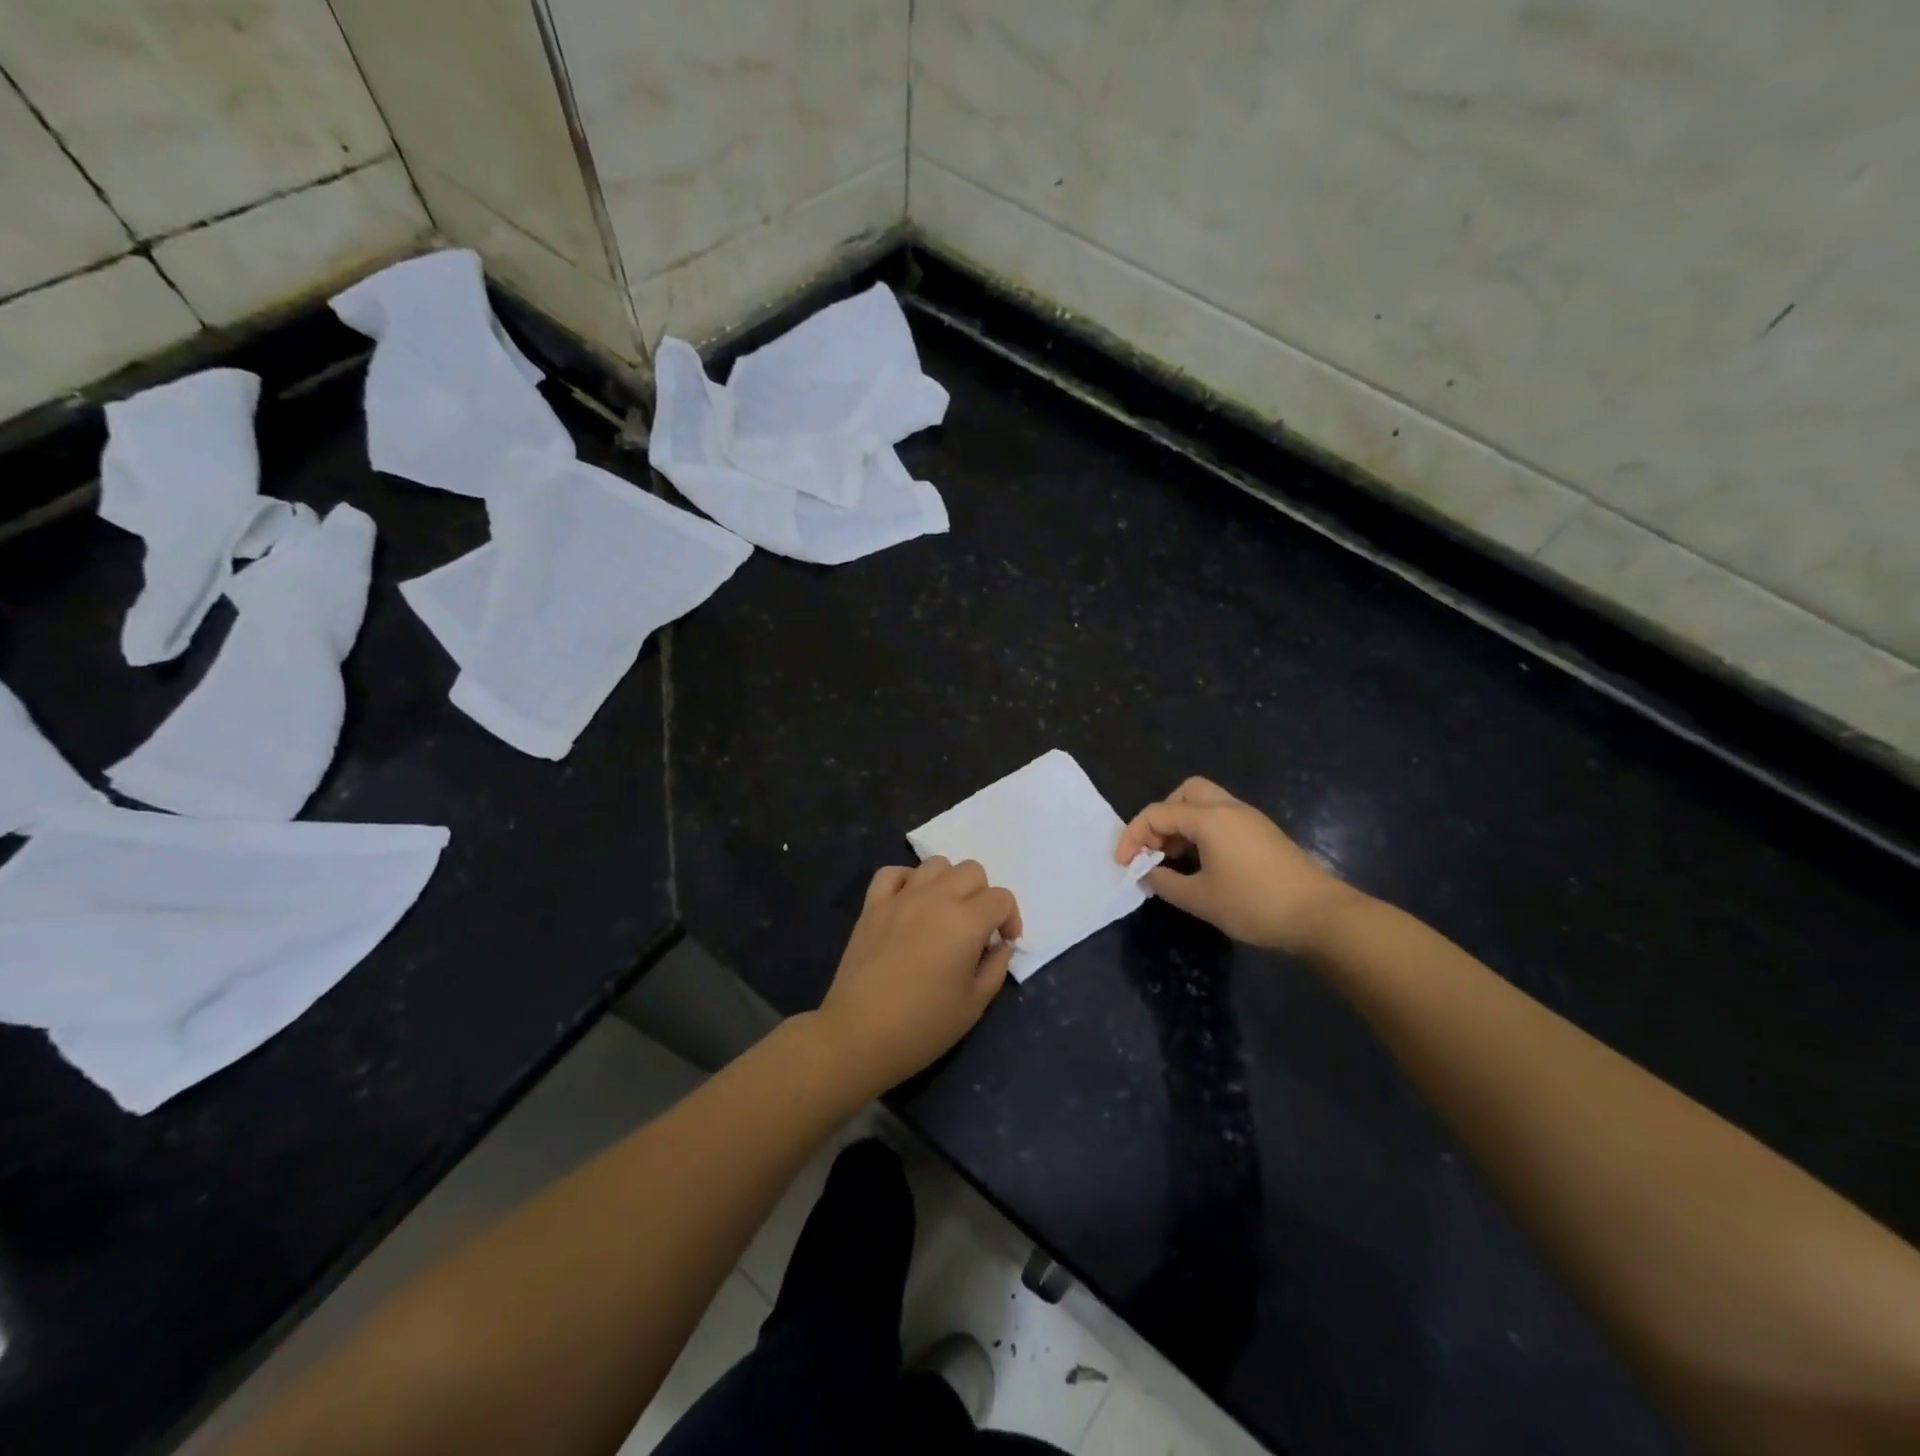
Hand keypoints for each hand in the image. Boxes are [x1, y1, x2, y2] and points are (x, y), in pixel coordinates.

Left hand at [815, 858, 1022, 1095]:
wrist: (858, 1035)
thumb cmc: (923, 1026)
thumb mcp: (974, 1005)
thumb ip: (996, 967)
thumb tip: (1001, 945)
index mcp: (965, 922)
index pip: (1001, 898)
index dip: (1010, 918)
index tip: (1004, 943)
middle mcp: (935, 899)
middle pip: (971, 871)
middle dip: (983, 895)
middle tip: (976, 929)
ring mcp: (900, 898)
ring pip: (935, 864)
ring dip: (948, 883)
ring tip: (944, 913)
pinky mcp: (872, 905)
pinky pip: (892, 873)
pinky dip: (907, 880)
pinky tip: (910, 903)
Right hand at [1116, 776, 1363, 955]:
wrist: (1321, 916)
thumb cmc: (1254, 904)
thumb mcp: (1200, 898)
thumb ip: (1164, 881)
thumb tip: (1146, 871)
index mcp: (1209, 817)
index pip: (1156, 814)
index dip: (1133, 837)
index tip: (1124, 865)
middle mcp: (1228, 808)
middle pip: (1184, 794)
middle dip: (1161, 818)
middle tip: (1155, 849)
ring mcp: (1249, 819)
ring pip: (1205, 804)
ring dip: (1182, 825)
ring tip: (1173, 859)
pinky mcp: (1263, 834)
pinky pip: (1222, 819)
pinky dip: (1202, 832)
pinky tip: (1201, 863)